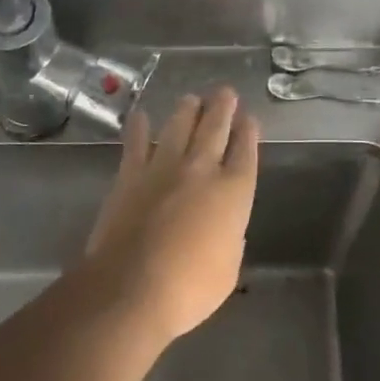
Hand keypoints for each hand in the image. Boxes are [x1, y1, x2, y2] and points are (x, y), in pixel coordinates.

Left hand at [83, 88, 260, 344]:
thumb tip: (225, 228)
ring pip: (179, 127)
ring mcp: (163, 168)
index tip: (249, 118)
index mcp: (233, 192)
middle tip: (225, 92)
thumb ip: (230, 239)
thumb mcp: (228, 269)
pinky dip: (139, 128)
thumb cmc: (190, 288)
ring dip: (187, 110)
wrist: (132, 288)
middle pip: (215, 128)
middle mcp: (201, 169)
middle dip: (222, 108)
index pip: (245, 152)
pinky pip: (136, 143)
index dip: (248, 133)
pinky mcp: (130, 175)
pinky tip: (141, 116)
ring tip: (192, 98)